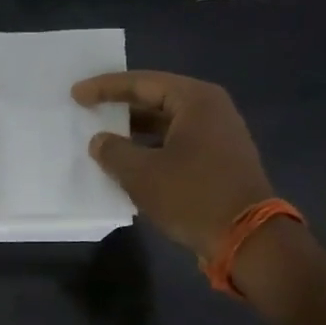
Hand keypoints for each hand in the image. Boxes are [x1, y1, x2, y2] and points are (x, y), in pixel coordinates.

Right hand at [72, 71, 273, 257]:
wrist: (249, 241)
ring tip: (103, 136)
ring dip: (135, 131)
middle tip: (88, 108)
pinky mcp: (220, 162)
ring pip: (167, 124)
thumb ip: (113, 151)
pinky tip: (129, 162)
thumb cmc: (193, 196)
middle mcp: (212, 110)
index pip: (142, 83)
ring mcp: (220, 137)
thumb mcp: (141, 174)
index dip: (105, 87)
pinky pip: (177, 144)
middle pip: (157, 99)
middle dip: (121, 106)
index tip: (76, 94)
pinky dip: (151, 148)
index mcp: (196, 100)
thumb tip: (100, 141)